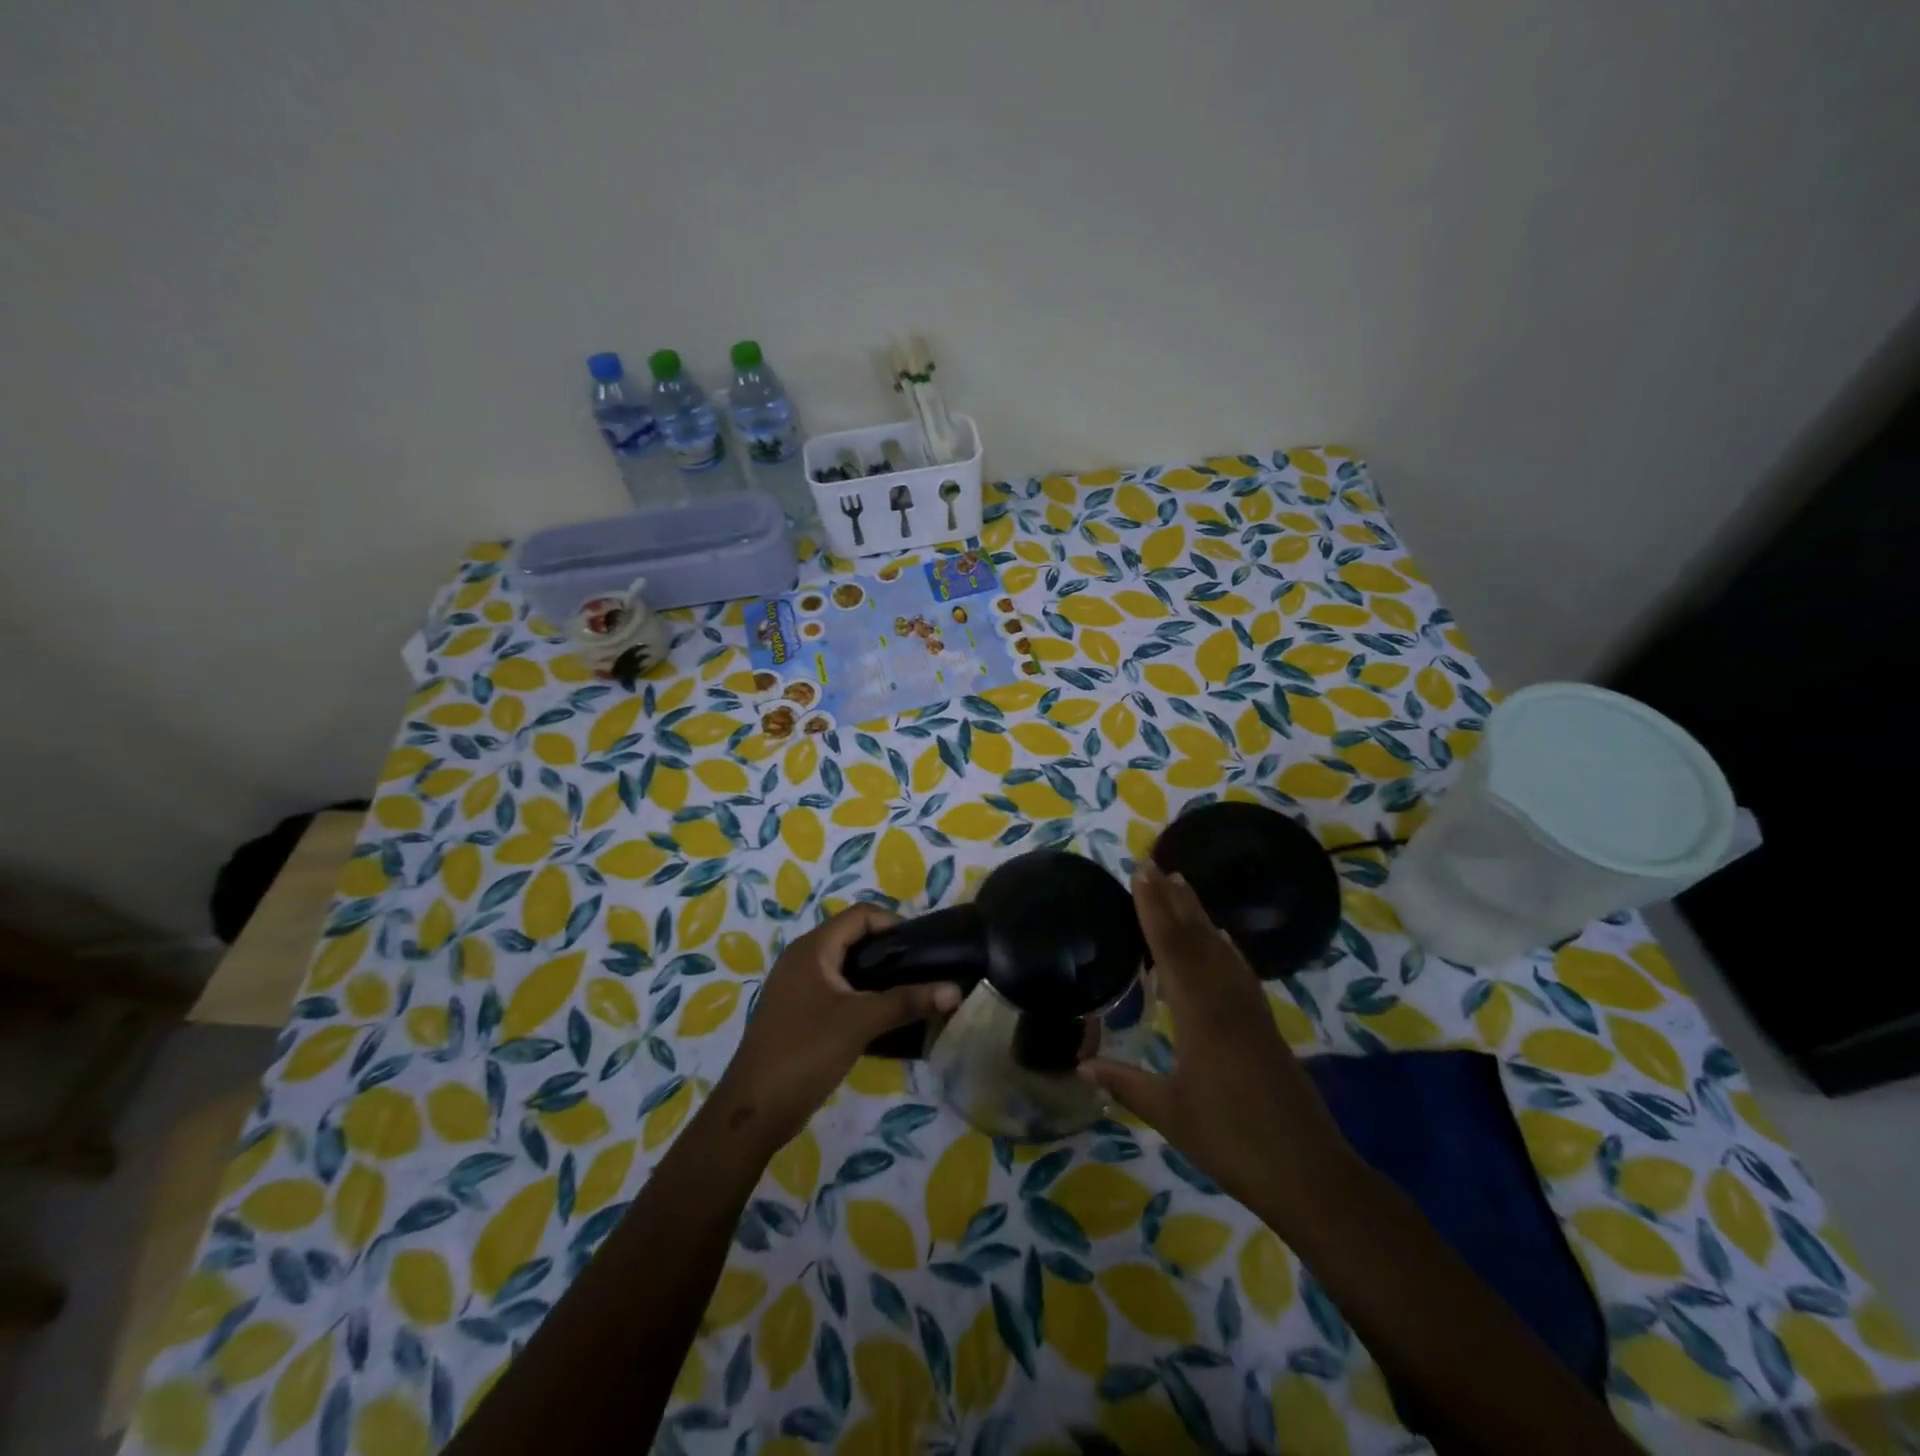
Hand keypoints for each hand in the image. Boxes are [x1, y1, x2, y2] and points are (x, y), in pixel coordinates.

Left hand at [715, 904, 959, 1153]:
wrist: (754, 1111)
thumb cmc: (805, 1051)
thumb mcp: (860, 1022)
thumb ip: (907, 1002)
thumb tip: (955, 990)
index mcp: (813, 948)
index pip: (861, 915)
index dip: (894, 923)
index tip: (924, 947)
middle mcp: (804, 959)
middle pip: (854, 938)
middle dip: (890, 951)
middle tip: (923, 970)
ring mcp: (799, 988)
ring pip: (847, 968)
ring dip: (879, 976)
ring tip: (912, 992)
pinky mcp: (800, 1014)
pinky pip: (839, 992)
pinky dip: (863, 996)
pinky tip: (886, 1017)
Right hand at [1081, 860, 1354, 1224]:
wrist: (1307, 1171)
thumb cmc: (1230, 1141)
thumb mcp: (1169, 1114)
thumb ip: (1125, 1083)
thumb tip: (1080, 1063)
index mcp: (1199, 1015)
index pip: (1171, 948)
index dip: (1153, 908)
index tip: (1141, 873)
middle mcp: (1226, 1001)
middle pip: (1196, 938)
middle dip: (1173, 899)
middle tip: (1154, 864)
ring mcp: (1250, 1010)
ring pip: (1220, 949)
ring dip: (1199, 915)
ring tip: (1182, 885)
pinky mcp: (1264, 1024)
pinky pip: (1239, 970)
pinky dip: (1225, 946)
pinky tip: (1223, 938)